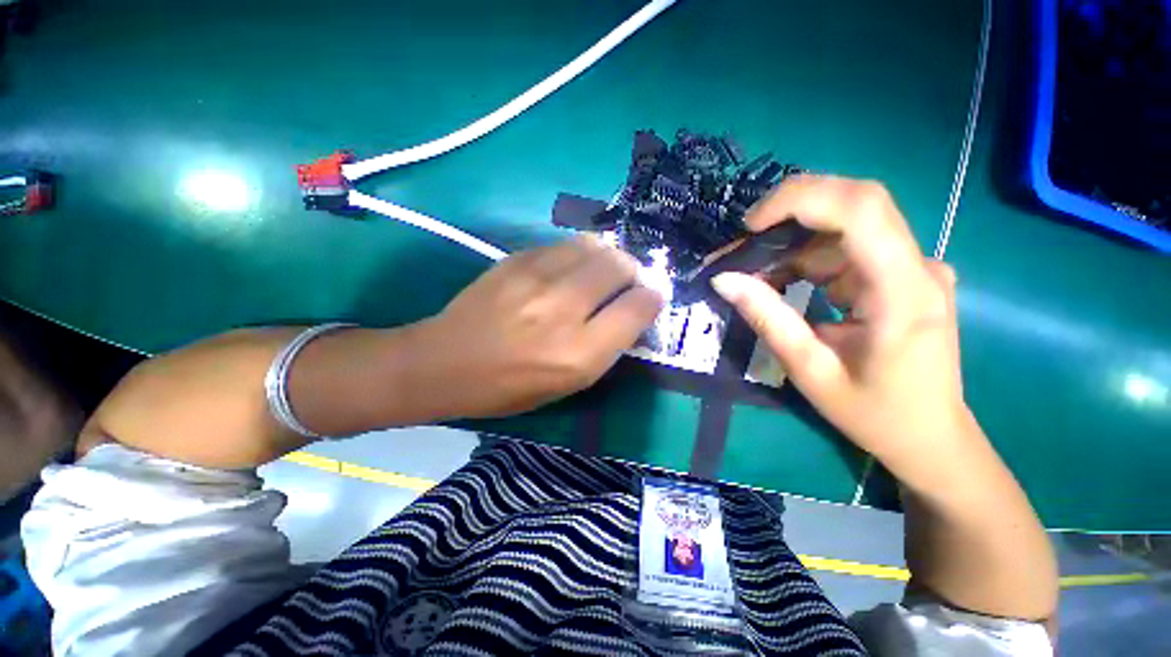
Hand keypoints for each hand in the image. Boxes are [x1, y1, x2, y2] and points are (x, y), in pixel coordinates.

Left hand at [415, 236, 663, 418]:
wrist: (445, 362)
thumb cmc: (509, 387)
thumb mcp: (568, 384)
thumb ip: (607, 347)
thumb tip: (632, 311)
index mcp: (579, 354)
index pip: (638, 308)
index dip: (652, 299)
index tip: (649, 299)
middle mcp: (563, 310)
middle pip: (620, 267)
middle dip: (634, 272)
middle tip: (627, 282)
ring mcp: (537, 278)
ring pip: (595, 246)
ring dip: (608, 257)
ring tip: (602, 270)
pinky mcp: (517, 259)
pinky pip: (565, 244)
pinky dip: (579, 253)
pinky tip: (570, 268)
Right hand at [711, 176, 969, 475]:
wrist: (930, 437)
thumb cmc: (874, 413)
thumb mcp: (809, 370)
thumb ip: (767, 318)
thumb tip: (724, 280)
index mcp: (902, 291)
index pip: (860, 209)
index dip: (800, 199)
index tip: (750, 225)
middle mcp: (916, 266)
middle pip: (856, 202)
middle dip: (791, 210)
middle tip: (745, 240)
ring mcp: (912, 267)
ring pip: (845, 224)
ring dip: (792, 240)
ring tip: (753, 271)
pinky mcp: (901, 274)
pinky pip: (847, 247)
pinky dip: (806, 255)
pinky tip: (782, 280)